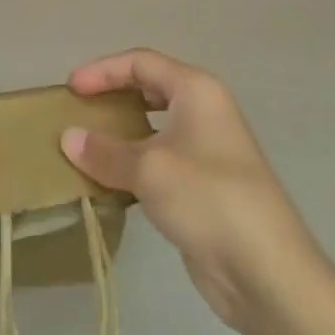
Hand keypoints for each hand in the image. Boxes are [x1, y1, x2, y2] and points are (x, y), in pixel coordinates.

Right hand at [60, 48, 316, 333]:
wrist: (267, 272)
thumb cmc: (208, 198)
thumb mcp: (149, 169)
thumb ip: (105, 151)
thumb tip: (67, 137)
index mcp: (196, 90)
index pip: (140, 62)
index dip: (103, 71)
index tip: (71, 89)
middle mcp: (204, 111)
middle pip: (149, 89)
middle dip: (112, 97)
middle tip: (79, 111)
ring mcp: (207, 151)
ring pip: (154, 128)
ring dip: (120, 134)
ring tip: (85, 146)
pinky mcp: (203, 188)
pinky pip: (159, 162)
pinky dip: (132, 165)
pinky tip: (109, 181)